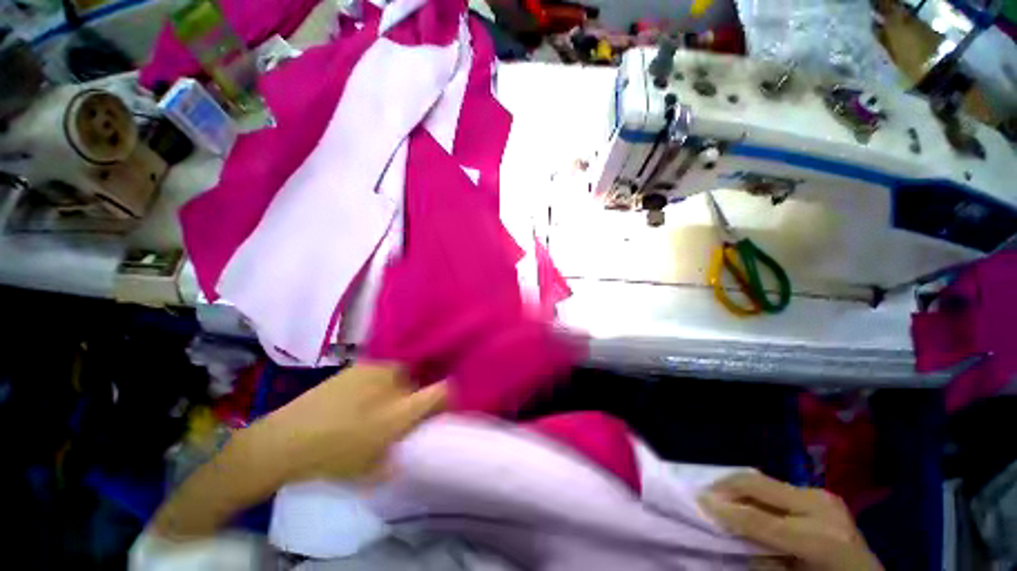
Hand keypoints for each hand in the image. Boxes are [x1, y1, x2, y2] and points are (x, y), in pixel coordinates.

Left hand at [249, 362, 447, 482]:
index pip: (441, 392)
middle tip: (405, 409)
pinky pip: (384, 368)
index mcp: (400, 412)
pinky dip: (383, 378)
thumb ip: (397, 461)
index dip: (450, 395)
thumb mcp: (370, 470)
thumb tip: (410, 453)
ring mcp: (376, 370)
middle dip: (419, 394)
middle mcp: (394, 384)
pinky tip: (365, 393)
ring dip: (401, 385)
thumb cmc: (332, 458)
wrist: (286, 437)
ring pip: (403, 373)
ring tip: (381, 401)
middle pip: (422, 381)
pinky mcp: (360, 364)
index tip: (445, 404)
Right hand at [698, 472, 882, 570]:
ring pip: (766, 480)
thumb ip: (760, 552)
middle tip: (705, 492)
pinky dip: (756, 491)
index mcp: (820, 538)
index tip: (698, 501)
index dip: (726, 511)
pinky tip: (745, 499)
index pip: (760, 520)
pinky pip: (778, 486)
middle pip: (761, 485)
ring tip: (721, 495)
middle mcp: (822, 508)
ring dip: (740, 487)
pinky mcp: (821, 493)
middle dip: (727, 486)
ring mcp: (824, 496)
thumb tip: (728, 527)